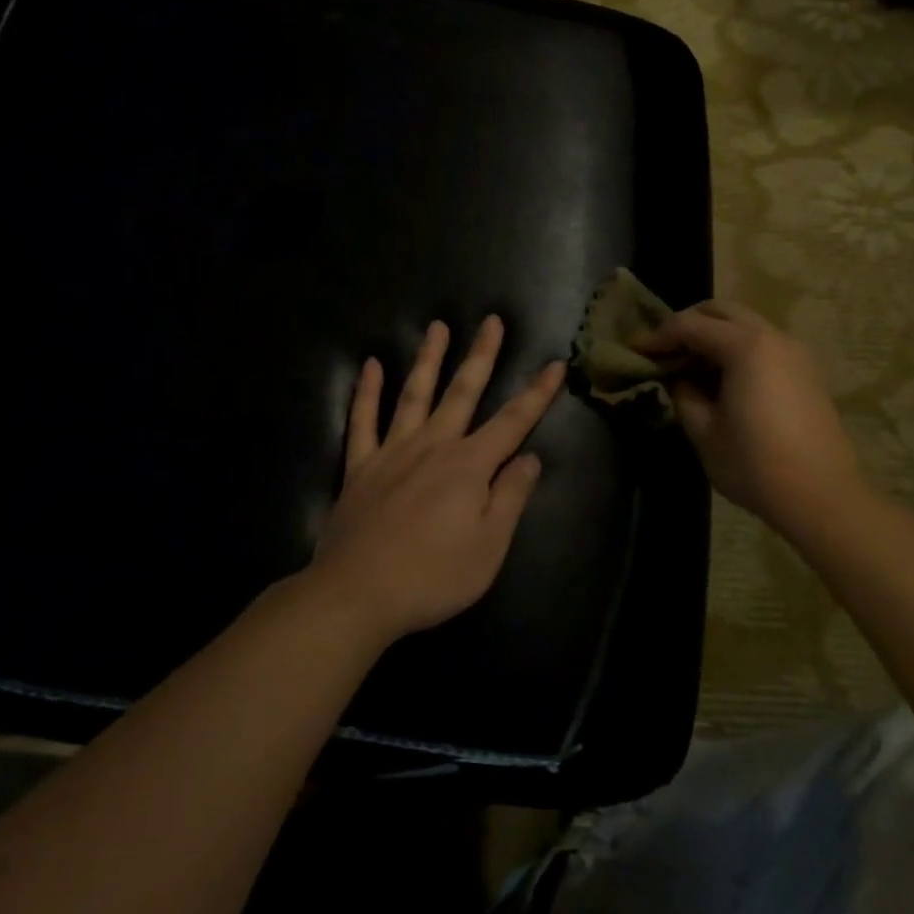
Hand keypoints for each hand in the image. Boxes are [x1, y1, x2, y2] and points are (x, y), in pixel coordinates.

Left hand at [307, 316, 565, 645]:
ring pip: (414, 394)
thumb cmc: (433, 577)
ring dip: (428, 359)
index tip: (555, 364)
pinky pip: (362, 420)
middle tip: (491, 321)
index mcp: (469, 466)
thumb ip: (510, 497)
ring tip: (437, 326)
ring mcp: (392, 452)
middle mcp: (433, 446)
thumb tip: (530, 458)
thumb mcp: (489, 547)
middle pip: (462, 392)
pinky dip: (366, 391)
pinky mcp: (360, 466)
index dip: (537, 393)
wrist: (358, 593)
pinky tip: (370, 366)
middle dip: (481, 355)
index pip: (513, 421)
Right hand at [639, 300, 866, 533]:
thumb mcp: (704, 432)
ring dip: (713, 335)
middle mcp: (773, 337)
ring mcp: (795, 351)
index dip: (658, 336)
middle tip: (663, 350)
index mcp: (745, 347)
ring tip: (689, 366)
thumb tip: (677, 378)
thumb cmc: (755, 465)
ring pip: (745, 324)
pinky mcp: (806, 371)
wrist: (822, 497)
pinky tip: (721, 379)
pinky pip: (763, 343)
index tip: (635, 351)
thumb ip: (683, 394)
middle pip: (721, 311)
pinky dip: (736, 348)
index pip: (690, 325)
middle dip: (687, 324)